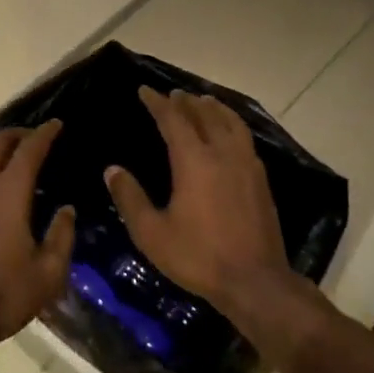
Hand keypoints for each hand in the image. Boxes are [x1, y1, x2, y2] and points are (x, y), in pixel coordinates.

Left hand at [0, 121, 75, 370]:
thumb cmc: (2, 295)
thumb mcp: (47, 274)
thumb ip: (61, 237)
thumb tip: (66, 210)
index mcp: (8, 192)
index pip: (29, 150)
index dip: (44, 134)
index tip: (55, 124)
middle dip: (14, 134)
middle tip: (29, 137)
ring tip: (3, 158)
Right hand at [104, 86, 291, 313]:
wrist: (255, 282)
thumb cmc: (198, 257)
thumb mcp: (152, 233)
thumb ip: (130, 198)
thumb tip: (112, 170)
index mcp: (194, 161)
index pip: (173, 120)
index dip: (158, 103)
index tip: (145, 90)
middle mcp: (222, 154)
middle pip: (205, 115)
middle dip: (186, 101)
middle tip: (173, 94)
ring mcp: (247, 166)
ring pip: (231, 123)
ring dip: (214, 108)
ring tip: (204, 101)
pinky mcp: (261, 181)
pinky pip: (245, 138)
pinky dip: (232, 125)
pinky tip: (229, 134)